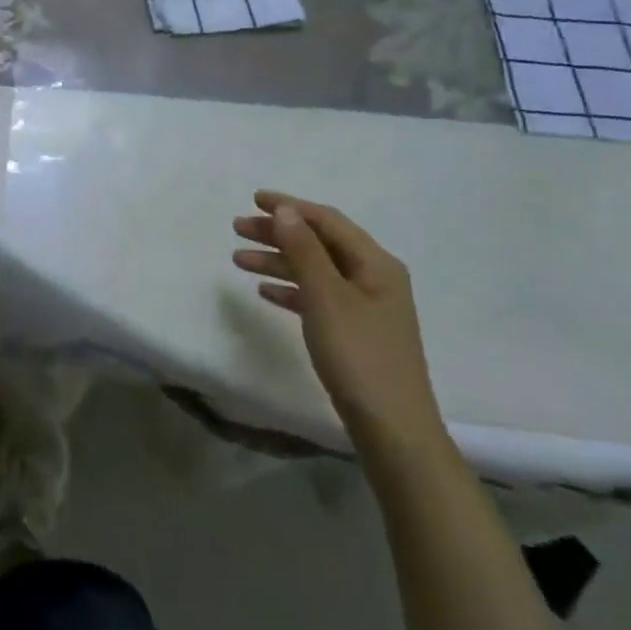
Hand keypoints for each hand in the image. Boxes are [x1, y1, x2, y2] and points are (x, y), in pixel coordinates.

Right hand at [233, 192, 446, 459]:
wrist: (392, 430)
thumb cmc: (359, 356)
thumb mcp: (326, 297)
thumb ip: (304, 250)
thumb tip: (285, 210)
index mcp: (376, 264)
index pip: (327, 221)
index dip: (290, 206)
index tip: (253, 200)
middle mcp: (374, 278)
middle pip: (319, 243)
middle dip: (278, 233)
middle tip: (238, 229)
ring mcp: (365, 306)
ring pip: (314, 270)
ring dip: (278, 261)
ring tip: (239, 260)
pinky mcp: (355, 332)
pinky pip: (317, 297)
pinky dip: (291, 289)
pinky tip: (265, 292)